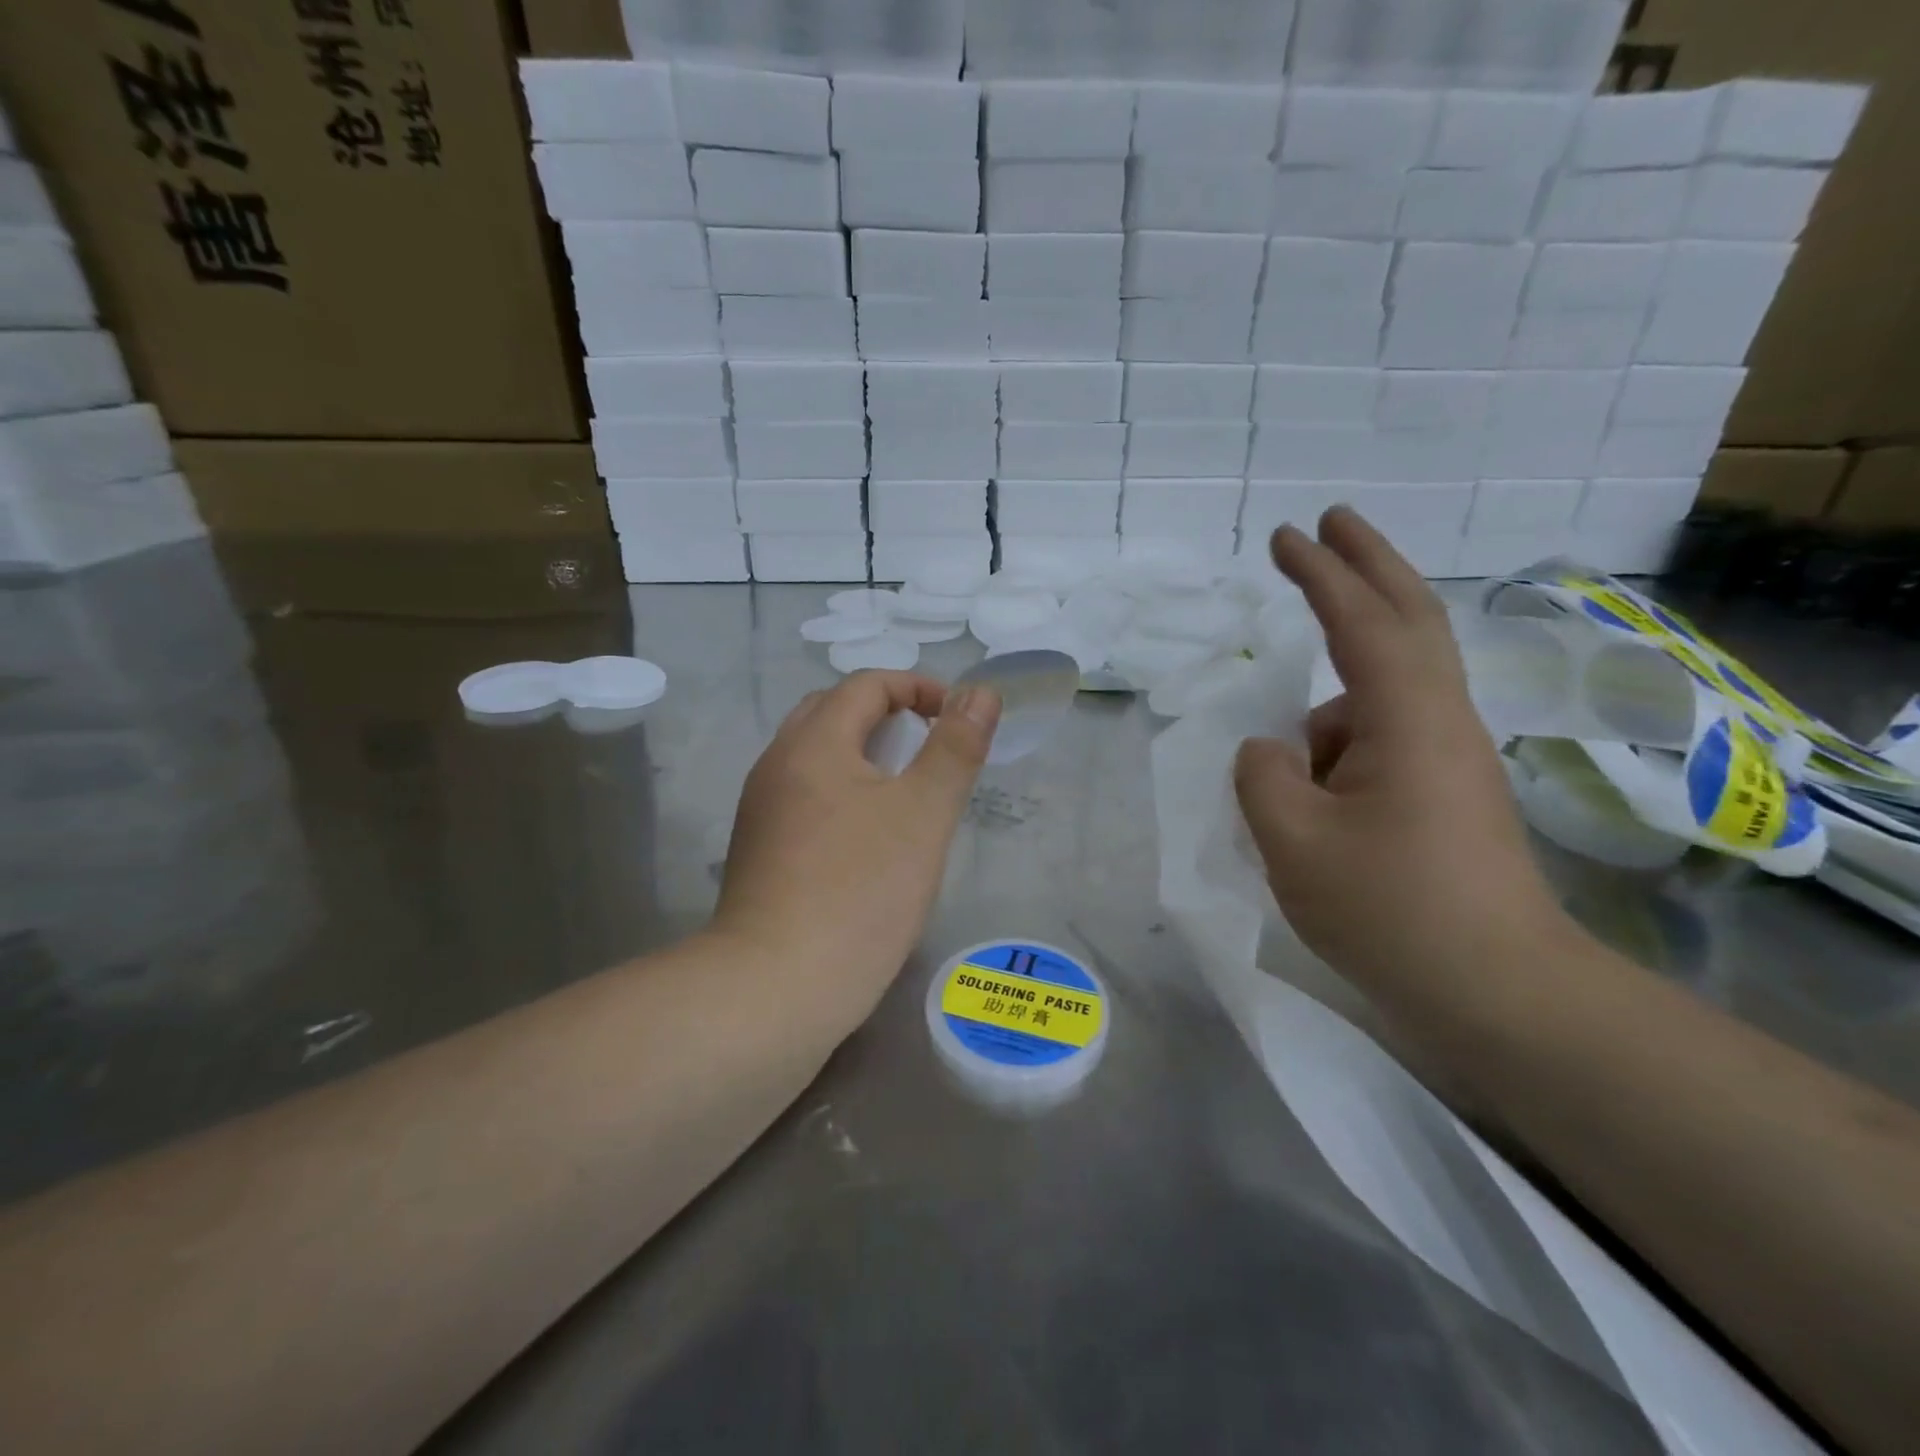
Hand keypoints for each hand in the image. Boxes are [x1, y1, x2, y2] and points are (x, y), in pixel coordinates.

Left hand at [712, 671, 1000, 1016]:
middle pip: (833, 712)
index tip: (957, 718)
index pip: (866, 685)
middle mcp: (777, 765)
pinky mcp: (758, 850)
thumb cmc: (861, 892)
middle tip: (930, 747)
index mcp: (813, 744)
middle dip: (887, 715)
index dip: (918, 688)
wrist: (777, 986)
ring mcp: (760, 809)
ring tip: (905, 790)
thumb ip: (955, 747)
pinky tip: (867, 836)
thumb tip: (981, 692)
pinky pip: (805, 795)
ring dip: (862, 754)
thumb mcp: (924, 813)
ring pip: (816, 757)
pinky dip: (841, 790)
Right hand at [1233, 508, 1572, 1006]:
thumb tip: (1272, 751)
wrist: (1497, 992)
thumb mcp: (1291, 840)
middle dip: (1366, 564)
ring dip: (1322, 728)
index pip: (1361, 621)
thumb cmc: (1391, 910)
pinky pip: (1376, 745)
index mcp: (1406, 720)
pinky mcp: (1447, 792)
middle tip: (1328, 524)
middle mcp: (1439, 721)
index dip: (1320, 573)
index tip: (1284, 536)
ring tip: (1291, 814)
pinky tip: (1312, 820)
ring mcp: (1450, 758)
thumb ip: (1261, 775)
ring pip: (1374, 704)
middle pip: (1408, 618)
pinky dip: (1334, 759)